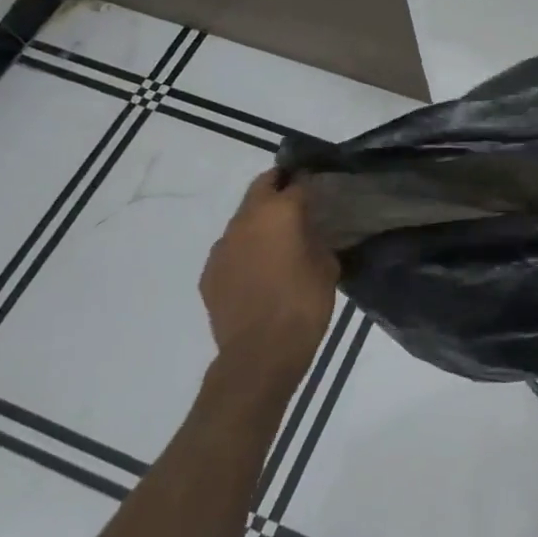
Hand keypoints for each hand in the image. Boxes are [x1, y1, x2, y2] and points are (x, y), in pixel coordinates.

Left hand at [199, 170, 338, 395]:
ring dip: (260, 221)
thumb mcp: (327, 267)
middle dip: (278, 188)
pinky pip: (231, 248)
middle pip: (261, 187)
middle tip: (297, 201)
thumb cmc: (303, 305)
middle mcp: (245, 220)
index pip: (296, 183)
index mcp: (279, 212)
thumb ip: (318, 240)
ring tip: (278, 241)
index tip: (321, 190)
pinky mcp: (210, 271)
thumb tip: (311, 233)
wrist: (260, 353)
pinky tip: (259, 270)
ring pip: (243, 218)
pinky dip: (245, 249)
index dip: (309, 184)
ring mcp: (222, 245)